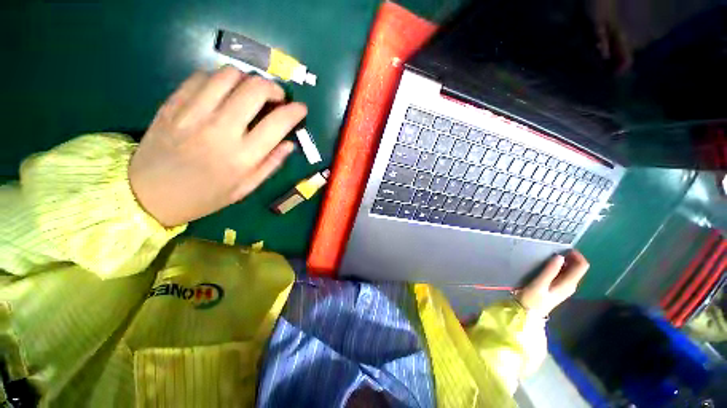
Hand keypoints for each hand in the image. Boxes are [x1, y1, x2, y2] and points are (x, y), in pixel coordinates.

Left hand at [128, 66, 306, 226]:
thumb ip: (271, 164)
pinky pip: (201, 76)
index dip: (295, 111)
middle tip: (277, 98)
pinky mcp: (173, 104)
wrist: (148, 195)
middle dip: (273, 88)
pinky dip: (219, 79)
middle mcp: (220, 130)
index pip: (278, 123)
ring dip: (247, 80)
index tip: (301, 109)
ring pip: (228, 75)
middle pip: (255, 89)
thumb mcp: (246, 188)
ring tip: (250, 93)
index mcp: (243, 157)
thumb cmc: (205, 196)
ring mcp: (193, 113)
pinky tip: (223, 93)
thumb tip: (290, 143)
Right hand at [516, 251, 589, 315]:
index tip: (564, 248)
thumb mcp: (539, 283)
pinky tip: (549, 265)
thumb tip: (560, 256)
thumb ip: (550, 270)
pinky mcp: (558, 288)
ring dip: (565, 262)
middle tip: (555, 250)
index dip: (577, 255)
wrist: (527, 313)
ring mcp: (565, 287)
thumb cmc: (532, 298)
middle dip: (571, 257)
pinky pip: (565, 274)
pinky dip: (560, 267)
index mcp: (568, 284)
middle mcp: (570, 285)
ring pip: (571, 271)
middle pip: (578, 268)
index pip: (582, 266)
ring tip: (550, 255)